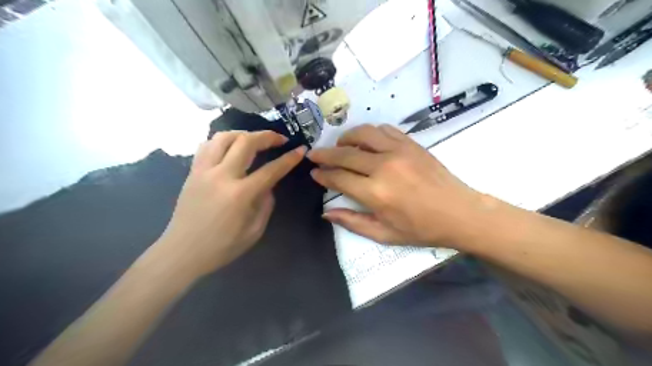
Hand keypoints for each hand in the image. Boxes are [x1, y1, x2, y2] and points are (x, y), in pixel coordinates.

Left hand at [157, 132, 306, 277]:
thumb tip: (268, 185)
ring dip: (244, 134)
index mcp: (240, 194)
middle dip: (267, 136)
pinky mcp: (192, 172)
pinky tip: (230, 147)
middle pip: (246, 142)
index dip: (289, 159)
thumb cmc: (221, 246)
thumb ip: (266, 204)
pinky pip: (207, 146)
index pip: (271, 170)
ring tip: (255, 140)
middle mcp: (221, 176)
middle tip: (280, 139)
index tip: (300, 150)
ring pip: (224, 137)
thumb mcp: (254, 231)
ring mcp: (204, 171)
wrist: (182, 252)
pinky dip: (222, 141)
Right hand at [309, 125, 485, 246]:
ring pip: (363, 134)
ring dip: (346, 138)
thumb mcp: (384, 234)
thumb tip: (326, 212)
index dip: (323, 175)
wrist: (459, 212)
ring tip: (340, 146)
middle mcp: (383, 167)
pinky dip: (370, 133)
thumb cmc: (421, 228)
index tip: (314, 172)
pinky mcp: (411, 144)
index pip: (338, 178)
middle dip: (324, 154)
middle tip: (314, 155)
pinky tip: (367, 141)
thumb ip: (352, 222)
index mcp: (375, 193)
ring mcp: (398, 151)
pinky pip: (384, 130)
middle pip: (345, 154)